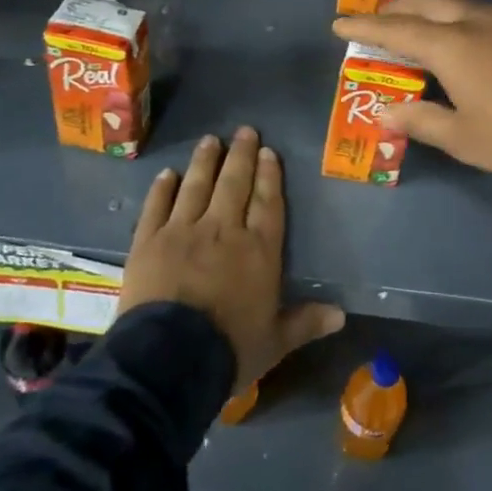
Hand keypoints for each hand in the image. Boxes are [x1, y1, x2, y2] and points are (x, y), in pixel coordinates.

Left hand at [117, 127, 344, 392]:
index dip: (269, 175)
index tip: (268, 151)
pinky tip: (167, 174)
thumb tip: (342, 315)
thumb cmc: (230, 350)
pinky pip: (156, 206)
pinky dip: (162, 188)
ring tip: (210, 140)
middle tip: (244, 131)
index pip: (267, 202)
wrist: (170, 359)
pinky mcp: (148, 240)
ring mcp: (183, 231)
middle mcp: (223, 230)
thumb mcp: (276, 342)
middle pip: (234, 184)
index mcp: (258, 250)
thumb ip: (306, 323)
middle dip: (241, 155)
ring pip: (196, 186)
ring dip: (204, 161)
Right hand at [333, 0, 491, 176]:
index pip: (397, 30)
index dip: (365, 28)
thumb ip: (420, 119)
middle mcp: (473, 23)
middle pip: (426, 2)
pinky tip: (453, 33)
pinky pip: (473, 12)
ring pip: (453, 1)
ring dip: (426, 6)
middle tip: (377, 20)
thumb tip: (386, 109)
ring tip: (411, 22)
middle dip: (396, 7)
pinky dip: (450, 15)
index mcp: (451, 45)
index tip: (339, 24)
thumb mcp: (462, 136)